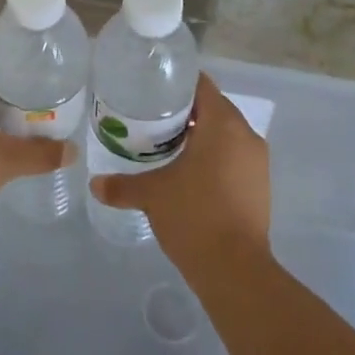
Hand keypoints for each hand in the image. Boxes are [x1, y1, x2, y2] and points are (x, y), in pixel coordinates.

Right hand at [91, 74, 270, 274]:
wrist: (235, 270)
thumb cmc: (194, 215)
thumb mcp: (152, 195)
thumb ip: (121, 185)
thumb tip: (94, 184)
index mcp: (223, 124)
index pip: (201, 86)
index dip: (176, 84)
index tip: (152, 90)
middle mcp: (246, 135)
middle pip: (213, 108)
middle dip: (184, 112)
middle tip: (151, 118)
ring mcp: (257, 162)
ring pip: (225, 134)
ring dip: (200, 136)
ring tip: (166, 145)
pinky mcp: (260, 185)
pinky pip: (234, 157)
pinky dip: (213, 157)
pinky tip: (188, 173)